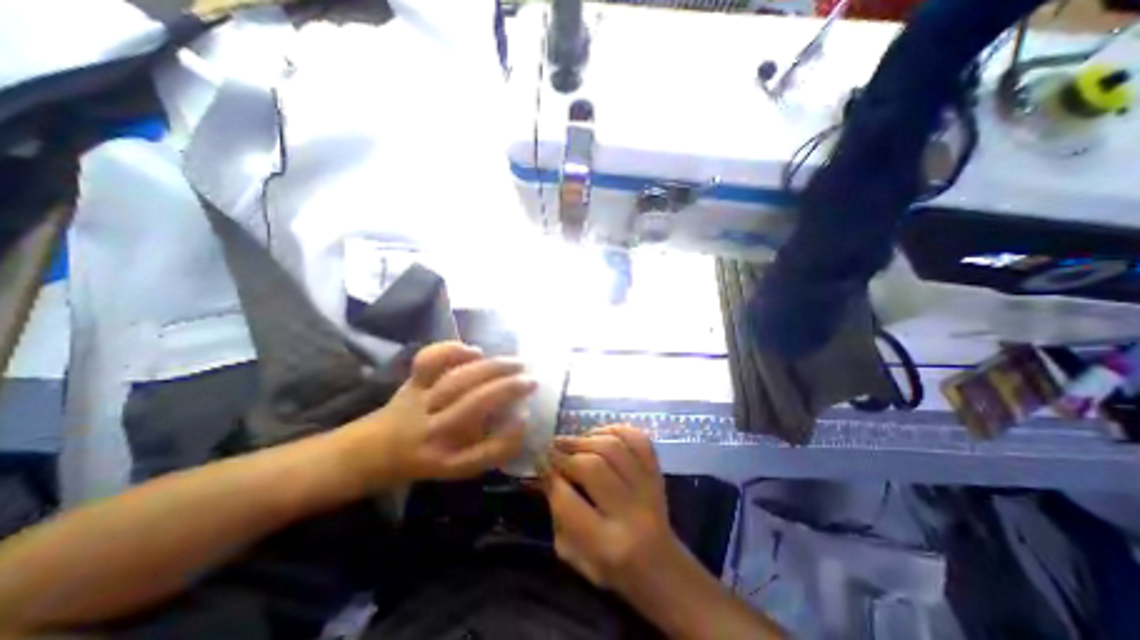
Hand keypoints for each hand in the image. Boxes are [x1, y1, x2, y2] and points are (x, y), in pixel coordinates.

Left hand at [334, 342, 537, 487]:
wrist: (374, 452)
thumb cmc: (429, 456)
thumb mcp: (461, 463)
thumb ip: (491, 447)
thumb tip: (522, 419)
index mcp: (449, 461)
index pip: (484, 453)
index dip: (510, 435)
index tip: (528, 417)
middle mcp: (433, 434)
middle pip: (474, 406)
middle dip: (508, 388)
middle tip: (532, 379)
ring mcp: (419, 405)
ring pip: (457, 381)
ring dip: (492, 368)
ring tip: (516, 362)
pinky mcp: (410, 384)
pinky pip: (428, 362)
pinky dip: (452, 350)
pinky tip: (475, 351)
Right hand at [541, 426, 683, 600]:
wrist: (660, 565)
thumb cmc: (609, 565)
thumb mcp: (573, 551)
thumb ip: (557, 511)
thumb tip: (544, 469)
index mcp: (607, 544)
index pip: (569, 501)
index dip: (550, 475)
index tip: (539, 460)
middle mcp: (632, 512)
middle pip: (594, 467)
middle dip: (567, 453)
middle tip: (552, 448)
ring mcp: (649, 487)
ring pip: (614, 447)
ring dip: (586, 438)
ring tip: (570, 441)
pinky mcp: (657, 471)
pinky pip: (637, 438)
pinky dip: (615, 429)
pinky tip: (598, 434)